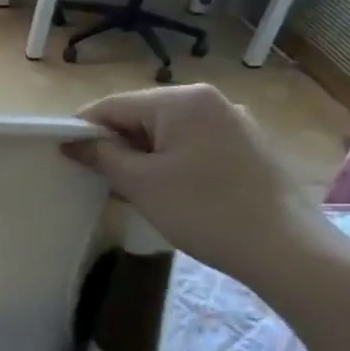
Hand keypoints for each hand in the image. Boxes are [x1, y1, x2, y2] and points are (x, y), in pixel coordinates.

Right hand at [64, 85, 329, 286]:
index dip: (82, 130)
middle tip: (95, 178)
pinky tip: (164, 192)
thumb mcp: (140, 183)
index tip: (62, 157)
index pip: (112, 106)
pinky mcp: (245, 147)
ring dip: (140, 156)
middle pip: (139, 116)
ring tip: (127, 189)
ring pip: (165, 133)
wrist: (286, 250)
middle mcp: (209, 101)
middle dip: (114, 145)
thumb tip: (71, 142)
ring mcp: (232, 123)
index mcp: (182, 100)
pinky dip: (168, 162)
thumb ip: (100, 156)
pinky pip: (190, 145)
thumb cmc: (204, 210)